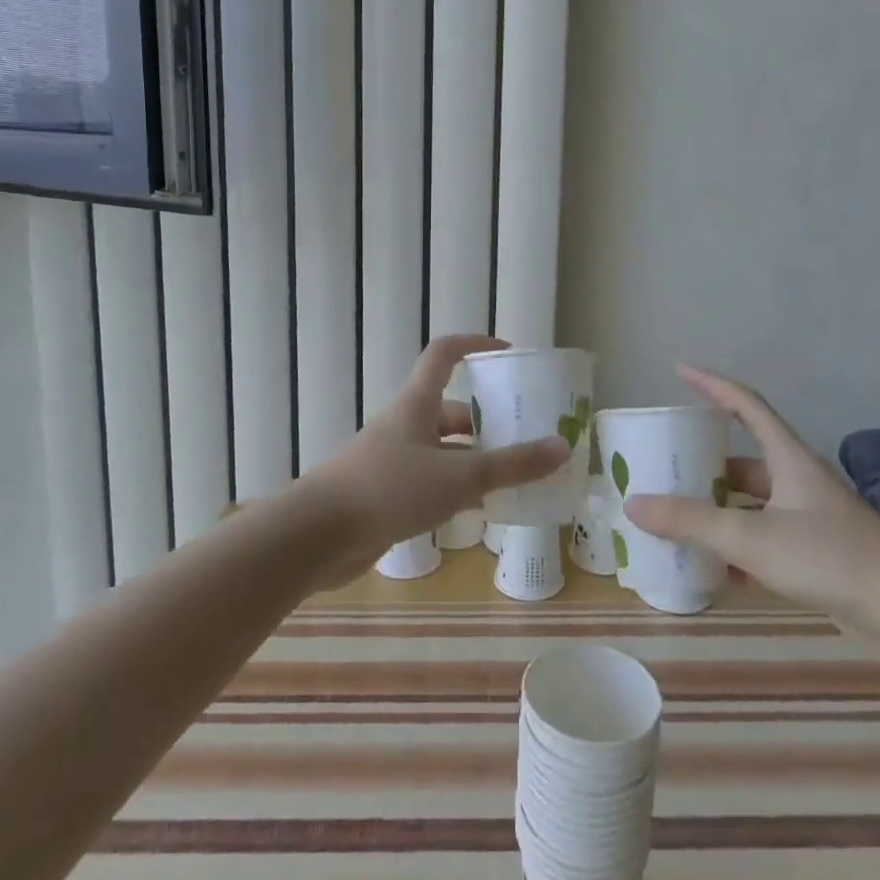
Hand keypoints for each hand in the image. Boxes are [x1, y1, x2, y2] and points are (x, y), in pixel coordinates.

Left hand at [303, 336, 569, 584]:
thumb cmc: (389, 489)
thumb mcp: (458, 476)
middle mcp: (405, 425)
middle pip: (450, 409)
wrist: (317, 536)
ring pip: (443, 450)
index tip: (507, 352)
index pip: (445, 354)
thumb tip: (562, 447)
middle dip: (487, 419)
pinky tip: (479, 510)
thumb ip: (510, 465)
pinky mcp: (386, 493)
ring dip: (474, 459)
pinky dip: (456, 489)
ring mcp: (393, 460)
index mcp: (417, 404)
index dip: (475, 344)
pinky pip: (431, 481)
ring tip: (513, 476)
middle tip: (524, 434)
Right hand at [623, 366, 879, 618]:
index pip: (745, 404)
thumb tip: (634, 504)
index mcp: (787, 458)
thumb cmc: (830, 558)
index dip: (711, 384)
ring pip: (750, 503)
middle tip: (663, 463)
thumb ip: (691, 521)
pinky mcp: (815, 554)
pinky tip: (711, 567)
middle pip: (742, 459)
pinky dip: (735, 546)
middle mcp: (797, 481)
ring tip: (676, 515)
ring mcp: (808, 518)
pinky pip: (762, 538)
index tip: (679, 370)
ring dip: (717, 507)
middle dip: (703, 460)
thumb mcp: (751, 537)